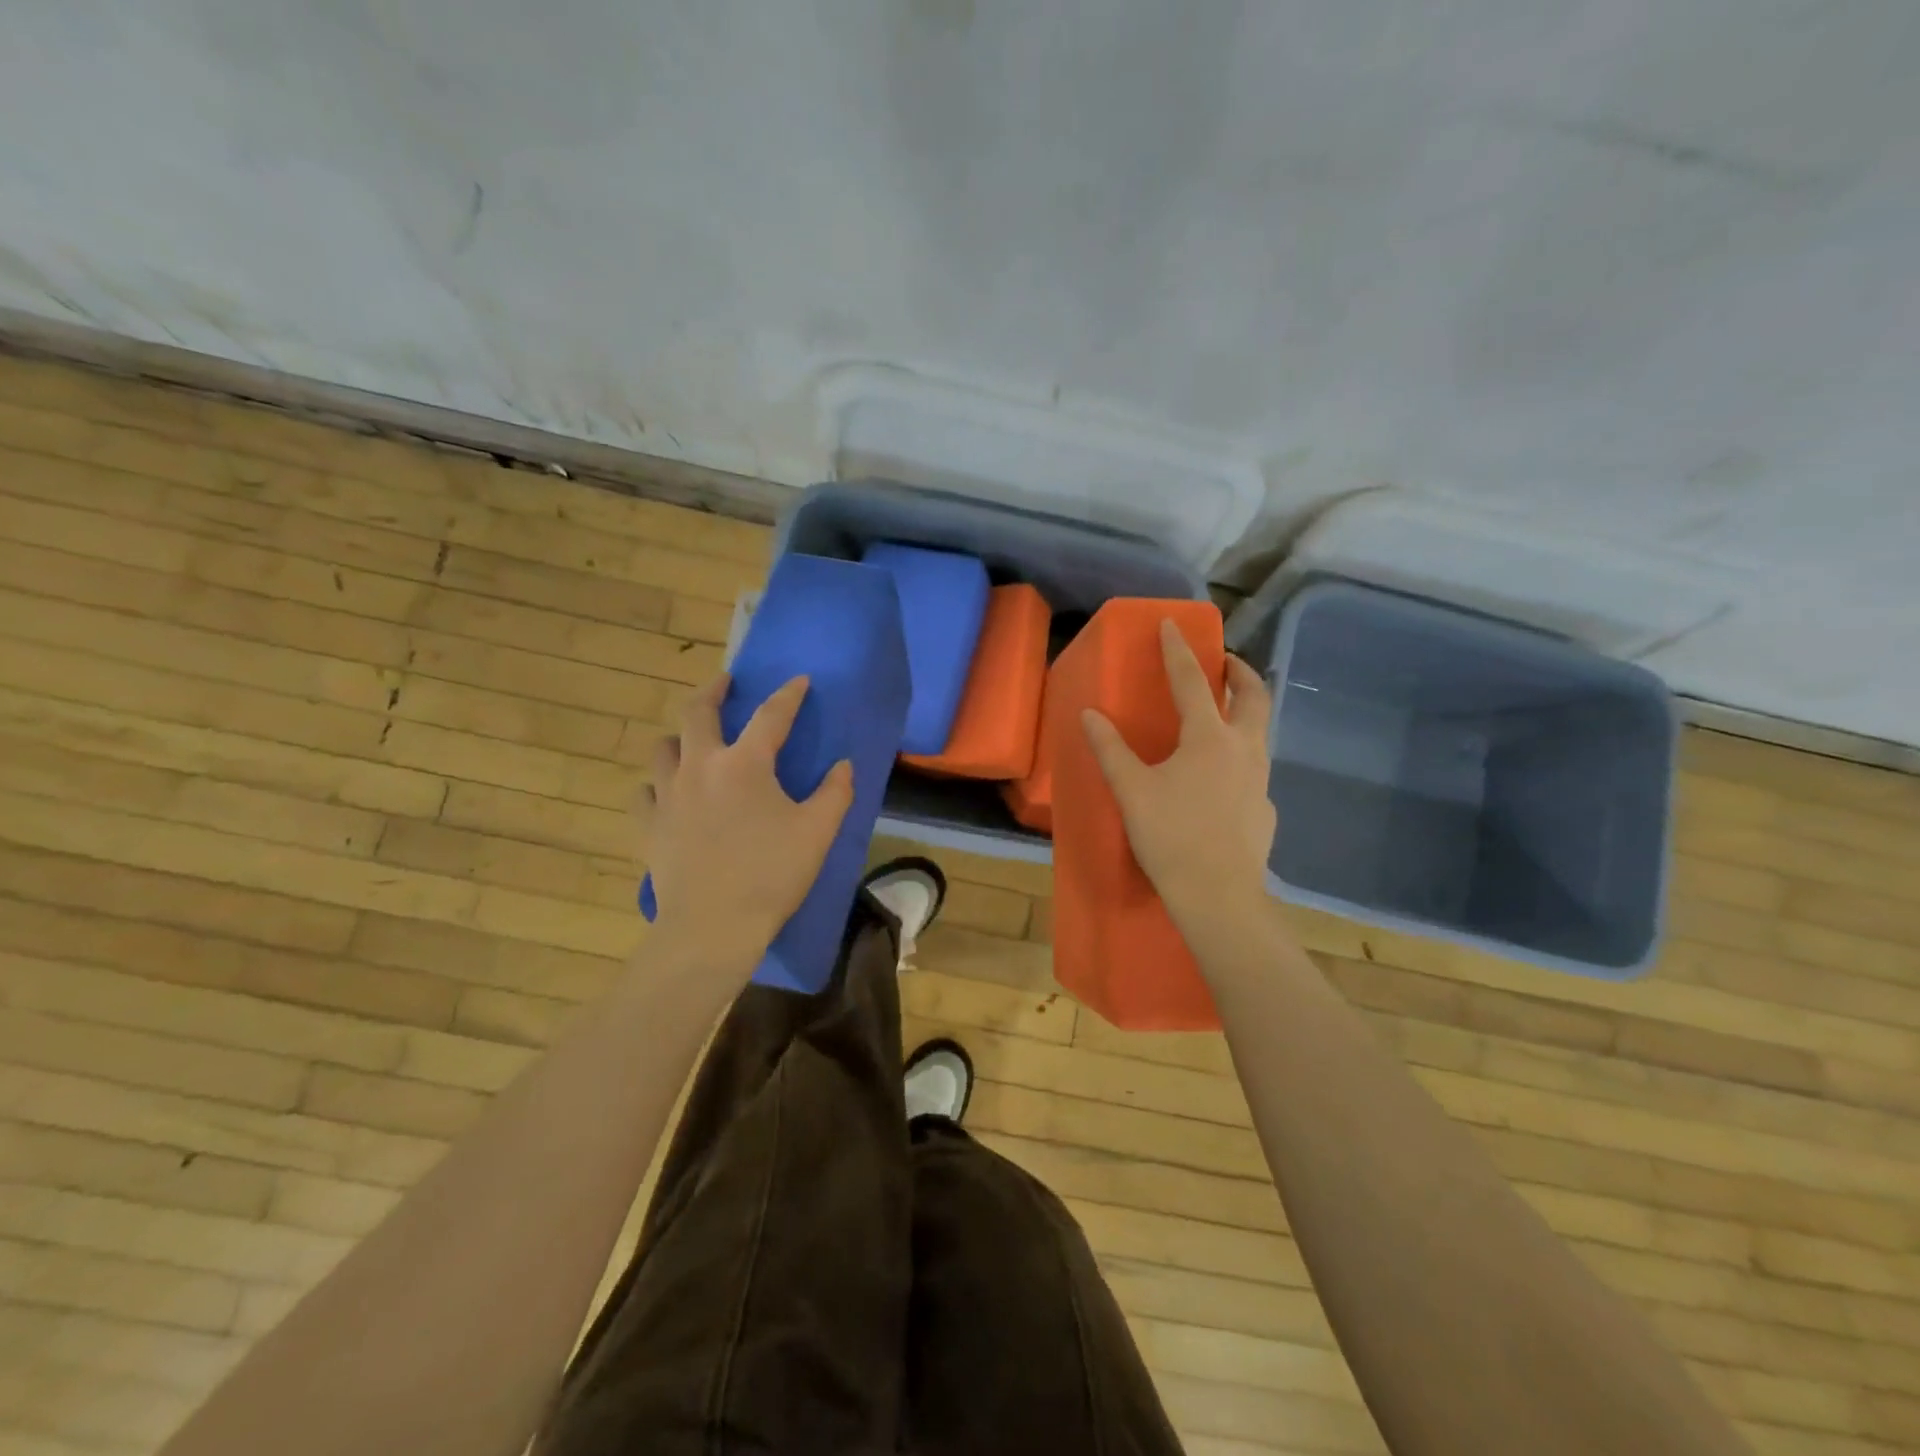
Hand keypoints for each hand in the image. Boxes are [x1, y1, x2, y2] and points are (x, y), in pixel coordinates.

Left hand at [639, 674, 853, 975]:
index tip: (799, 681)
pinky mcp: (649, 825)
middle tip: (725, 683)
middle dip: (713, 691)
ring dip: (680, 736)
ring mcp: (668, 795)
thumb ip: (836, 792)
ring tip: (692, 739)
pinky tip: (667, 792)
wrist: (712, 926)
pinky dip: (657, 783)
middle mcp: (700, 767)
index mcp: (745, 764)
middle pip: (698, 713)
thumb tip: (844, 765)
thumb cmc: (771, 874)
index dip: (788, 695)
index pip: (771, 715)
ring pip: (663, 748)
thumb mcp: (818, 832)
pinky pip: (645, 791)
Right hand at [1081, 619, 1275, 931]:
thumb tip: (1090, 713)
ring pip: (1260, 732)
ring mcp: (1261, 780)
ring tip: (1222, 716)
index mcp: (1209, 738)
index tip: (1173, 624)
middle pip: (1254, 696)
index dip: (1179, 650)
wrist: (1219, 896)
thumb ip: (1110, 748)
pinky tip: (1220, 781)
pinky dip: (1240, 757)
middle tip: (1224, 662)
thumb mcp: (1131, 790)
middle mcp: (1244, 749)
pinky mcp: (1265, 809)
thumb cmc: (1170, 835)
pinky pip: (1255, 770)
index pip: (1191, 682)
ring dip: (1245, 712)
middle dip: (1240, 672)